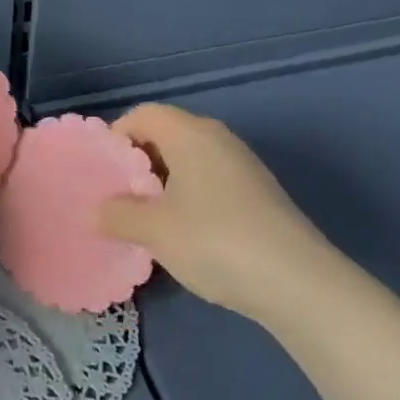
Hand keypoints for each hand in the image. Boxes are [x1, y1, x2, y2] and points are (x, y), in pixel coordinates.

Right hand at [98, 103, 337, 322]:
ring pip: (188, 161)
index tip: (101, 172)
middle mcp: (218, 139)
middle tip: (116, 196)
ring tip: (144, 218)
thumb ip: (118, 214)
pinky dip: (187, 197)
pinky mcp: (258, 194)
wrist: (299, 284)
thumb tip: (100, 210)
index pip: (143, 115)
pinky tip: (182, 233)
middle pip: (166, 134)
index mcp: (190, 133)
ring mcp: (242, 166)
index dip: (116, 136)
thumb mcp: (154, 230)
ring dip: (162, 184)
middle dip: (137, 162)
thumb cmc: (215, 241)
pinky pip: (208, 181)